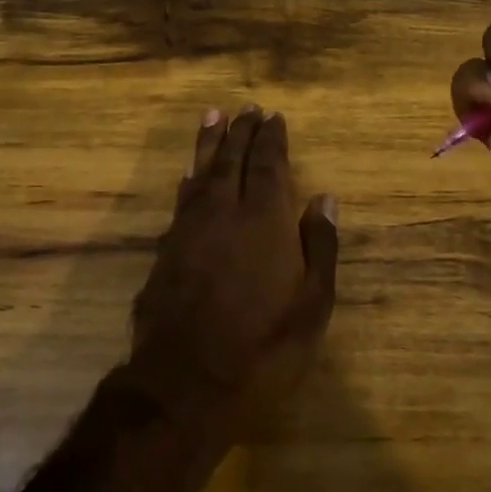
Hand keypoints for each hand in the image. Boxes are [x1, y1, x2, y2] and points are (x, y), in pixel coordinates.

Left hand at [127, 106, 338, 431]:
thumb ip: (320, 247)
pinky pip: (180, 200)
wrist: (187, 383)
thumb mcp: (312, 305)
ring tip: (213, 117)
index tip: (274, 117)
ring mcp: (189, 229)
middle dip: (240, 131)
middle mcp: (223, 212)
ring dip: (209, 143)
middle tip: (246, 108)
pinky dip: (188, 180)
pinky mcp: (165, 250)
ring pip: (200, 172)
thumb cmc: (263, 348)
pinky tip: (189, 173)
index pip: (268, 165)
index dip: (271, 139)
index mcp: (264, 220)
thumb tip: (325, 198)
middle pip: (231, 159)